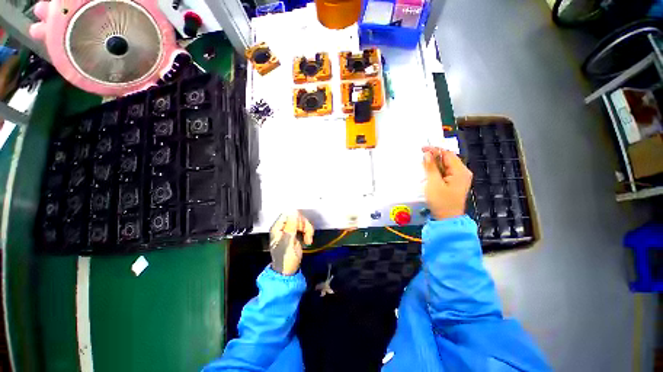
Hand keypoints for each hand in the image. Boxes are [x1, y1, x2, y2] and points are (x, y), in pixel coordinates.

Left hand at [269, 211, 313, 275]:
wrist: (288, 271)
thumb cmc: (285, 258)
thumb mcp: (288, 241)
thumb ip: (291, 226)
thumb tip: (294, 211)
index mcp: (278, 228)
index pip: (288, 214)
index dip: (296, 218)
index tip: (301, 226)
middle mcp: (284, 227)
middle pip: (297, 217)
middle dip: (304, 225)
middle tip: (306, 234)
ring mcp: (290, 231)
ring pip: (302, 222)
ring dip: (308, 230)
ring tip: (308, 240)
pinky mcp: (297, 235)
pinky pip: (305, 228)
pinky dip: (308, 233)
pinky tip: (308, 241)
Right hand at [422, 147, 472, 219]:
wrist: (447, 219)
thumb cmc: (441, 201)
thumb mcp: (434, 183)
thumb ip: (430, 167)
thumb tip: (427, 154)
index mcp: (460, 171)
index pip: (448, 154)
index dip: (435, 149)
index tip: (422, 148)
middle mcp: (463, 172)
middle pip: (448, 159)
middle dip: (434, 156)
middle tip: (421, 155)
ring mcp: (460, 178)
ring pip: (446, 165)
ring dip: (435, 163)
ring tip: (423, 162)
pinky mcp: (455, 183)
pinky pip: (445, 172)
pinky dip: (437, 170)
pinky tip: (429, 171)